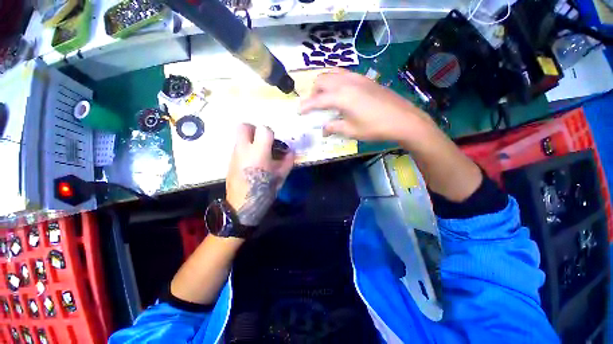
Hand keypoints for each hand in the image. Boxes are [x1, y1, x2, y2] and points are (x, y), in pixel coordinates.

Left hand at [226, 123, 294, 225]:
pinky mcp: (230, 161)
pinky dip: (246, 149)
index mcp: (258, 152)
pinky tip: (252, 162)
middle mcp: (243, 149)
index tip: (274, 143)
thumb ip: (288, 161)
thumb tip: (291, 151)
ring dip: (250, 140)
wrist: (241, 206)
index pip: (263, 129)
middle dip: (254, 129)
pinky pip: (238, 147)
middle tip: (262, 140)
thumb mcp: (281, 177)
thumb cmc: (264, 191)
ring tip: (258, 153)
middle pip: (243, 126)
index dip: (271, 134)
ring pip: (239, 136)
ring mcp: (234, 154)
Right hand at [299, 69, 435, 142]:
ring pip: (332, 73)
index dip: (305, 106)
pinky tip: (340, 93)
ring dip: (324, 84)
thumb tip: (323, 130)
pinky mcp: (365, 78)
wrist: (402, 119)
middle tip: (314, 106)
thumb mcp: (351, 131)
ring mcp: (357, 78)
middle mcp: (346, 82)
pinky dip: (336, 81)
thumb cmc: (374, 128)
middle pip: (322, 80)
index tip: (298, 112)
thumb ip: (333, 128)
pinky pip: (344, 74)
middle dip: (313, 92)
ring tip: (325, 97)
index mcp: (341, 97)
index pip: (316, 100)